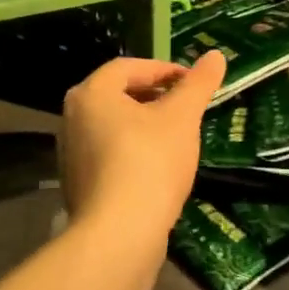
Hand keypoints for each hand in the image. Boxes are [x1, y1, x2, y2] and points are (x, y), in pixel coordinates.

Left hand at [59, 52, 225, 255]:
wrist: (119, 235)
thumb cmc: (150, 162)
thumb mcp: (182, 117)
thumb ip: (199, 84)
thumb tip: (216, 55)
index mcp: (91, 93)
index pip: (129, 67)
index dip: (164, 69)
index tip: (192, 82)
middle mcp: (72, 118)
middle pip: (119, 95)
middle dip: (155, 97)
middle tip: (186, 106)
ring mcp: (72, 154)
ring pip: (114, 126)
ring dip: (145, 125)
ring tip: (177, 136)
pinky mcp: (79, 185)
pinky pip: (110, 155)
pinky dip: (134, 151)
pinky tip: (159, 169)